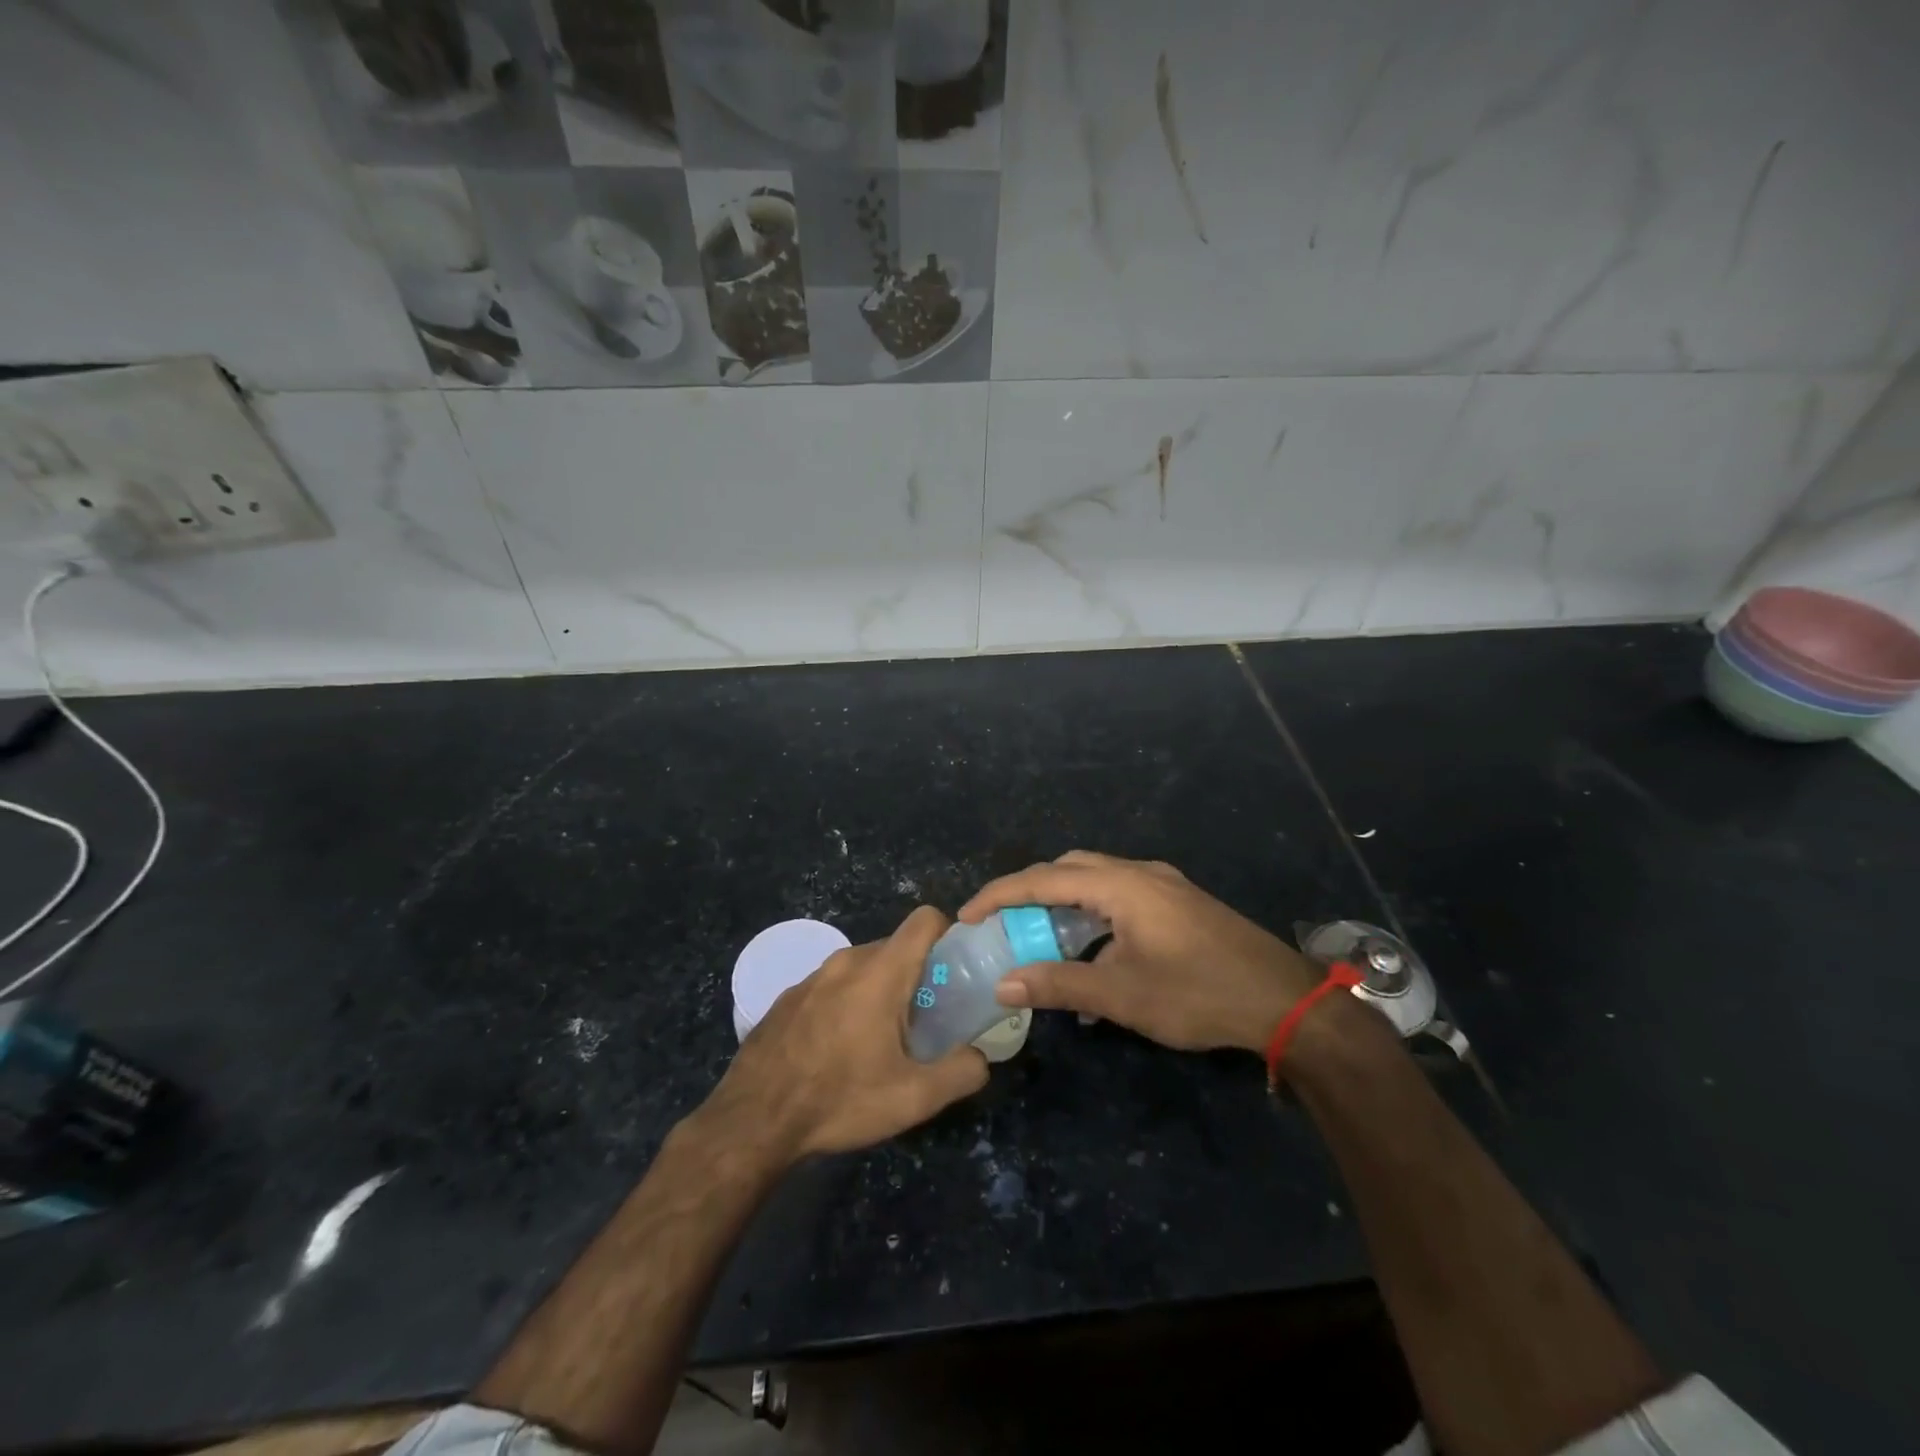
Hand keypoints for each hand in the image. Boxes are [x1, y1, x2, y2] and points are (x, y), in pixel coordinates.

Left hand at [703, 906, 988, 1160]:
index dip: (947, 935)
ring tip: (879, 1041)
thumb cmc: (839, 1099)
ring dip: (879, 992)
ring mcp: (811, 977)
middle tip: (924, 1020)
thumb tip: (980, 1058)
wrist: (753, 1121)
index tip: (955, 972)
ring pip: (861, 968)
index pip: (925, 920)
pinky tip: (837, 1051)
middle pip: (895, 947)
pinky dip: (846, 1004)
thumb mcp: (913, 1098)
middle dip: (916, 975)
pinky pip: (831, 986)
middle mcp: (846, 961)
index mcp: (881, 972)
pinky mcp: (787, 997)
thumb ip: (961, 1072)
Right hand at [959, 851, 1321, 1053]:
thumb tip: (1004, 984)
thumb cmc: (1198, 994)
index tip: (966, 916)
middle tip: (1001, 924)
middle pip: (1068, 869)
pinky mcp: (1178, 902)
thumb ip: (1059, 985)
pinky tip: (1090, 950)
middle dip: (1029, 892)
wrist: (1285, 1002)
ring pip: (1095, 880)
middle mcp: (1139, 873)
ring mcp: (1163, 885)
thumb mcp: (1122, 995)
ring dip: (1061, 902)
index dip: (999, 895)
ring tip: (1037, 936)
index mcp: (1121, 885)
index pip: (1043, 879)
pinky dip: (1091, 913)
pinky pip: (1119, 894)